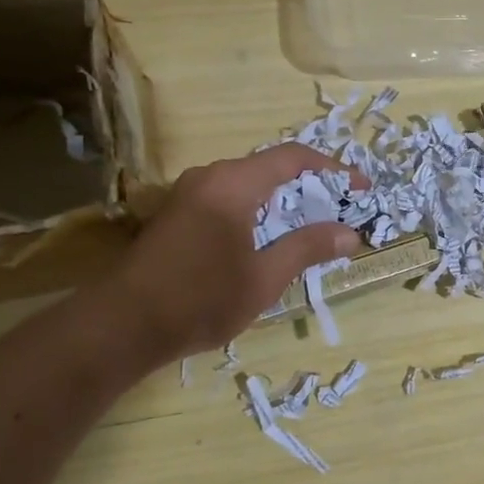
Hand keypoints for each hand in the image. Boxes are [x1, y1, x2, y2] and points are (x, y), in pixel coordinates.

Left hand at [110, 143, 360, 361]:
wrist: (122, 325)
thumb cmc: (201, 299)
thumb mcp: (265, 277)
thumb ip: (308, 247)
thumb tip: (350, 233)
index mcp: (233, 183)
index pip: (293, 158)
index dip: (333, 170)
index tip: (361, 190)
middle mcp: (209, 177)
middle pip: (270, 168)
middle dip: (310, 187)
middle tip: (339, 212)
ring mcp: (187, 194)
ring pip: (247, 184)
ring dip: (282, 201)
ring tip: (310, 228)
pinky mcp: (175, 215)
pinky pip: (228, 199)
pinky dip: (257, 211)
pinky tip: (267, 240)